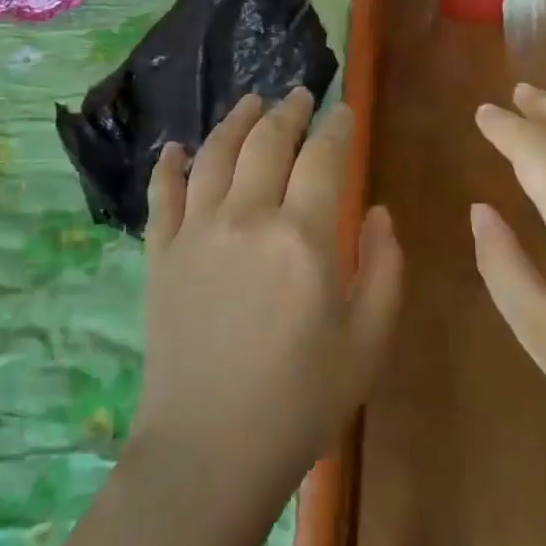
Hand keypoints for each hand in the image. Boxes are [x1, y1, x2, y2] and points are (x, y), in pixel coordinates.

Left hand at [134, 91, 402, 503]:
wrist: (211, 450)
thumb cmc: (302, 400)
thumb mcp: (370, 340)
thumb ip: (385, 267)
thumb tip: (378, 211)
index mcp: (304, 235)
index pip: (324, 157)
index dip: (338, 127)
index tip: (345, 112)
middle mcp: (247, 216)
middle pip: (268, 141)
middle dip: (289, 111)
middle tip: (300, 95)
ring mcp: (196, 231)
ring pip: (215, 154)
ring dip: (236, 121)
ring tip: (251, 102)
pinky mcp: (161, 254)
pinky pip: (162, 195)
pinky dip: (169, 165)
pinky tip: (176, 148)